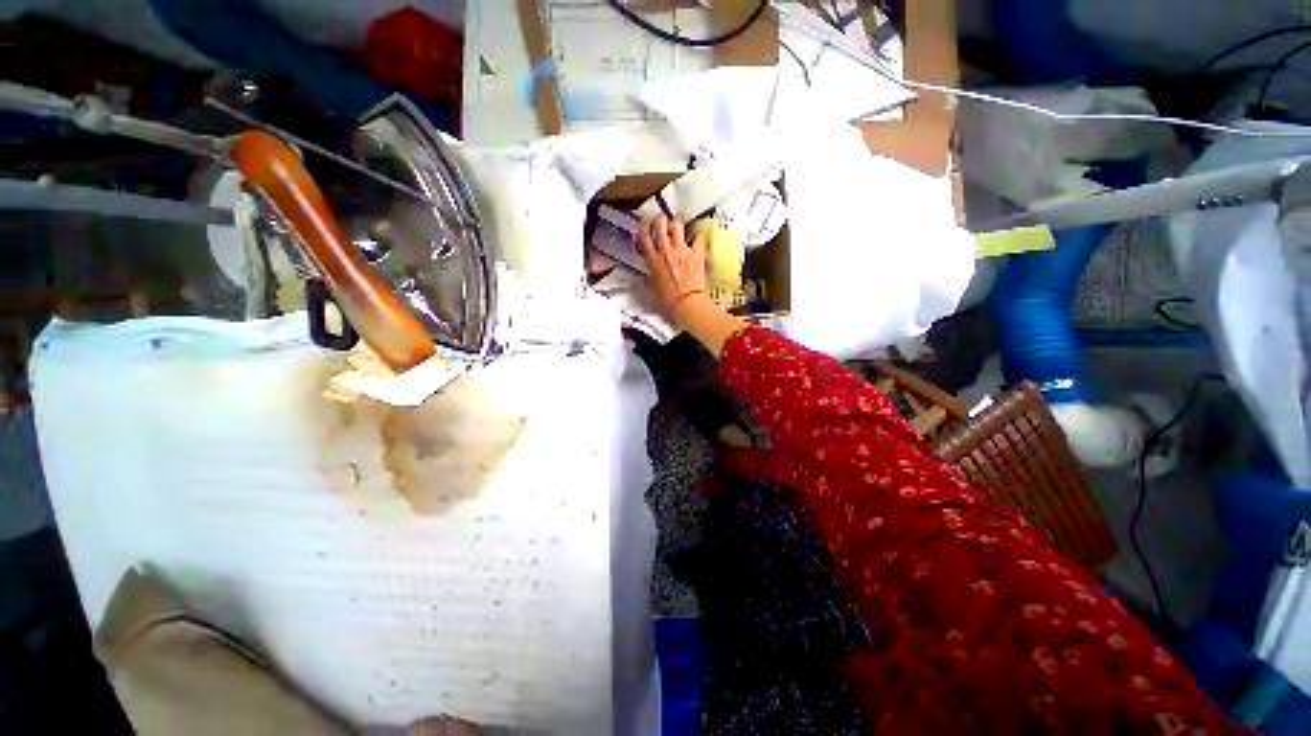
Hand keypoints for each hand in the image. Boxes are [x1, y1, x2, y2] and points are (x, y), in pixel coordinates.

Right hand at [637, 215, 707, 317]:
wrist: (686, 304)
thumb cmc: (667, 300)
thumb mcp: (652, 288)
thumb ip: (648, 277)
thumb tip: (645, 277)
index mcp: (652, 259)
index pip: (644, 235)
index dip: (644, 227)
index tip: (645, 227)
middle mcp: (665, 251)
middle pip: (660, 224)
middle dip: (660, 220)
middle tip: (662, 223)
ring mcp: (682, 250)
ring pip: (677, 226)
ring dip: (677, 225)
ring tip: (678, 228)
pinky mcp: (696, 253)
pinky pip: (698, 238)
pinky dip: (698, 237)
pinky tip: (697, 239)